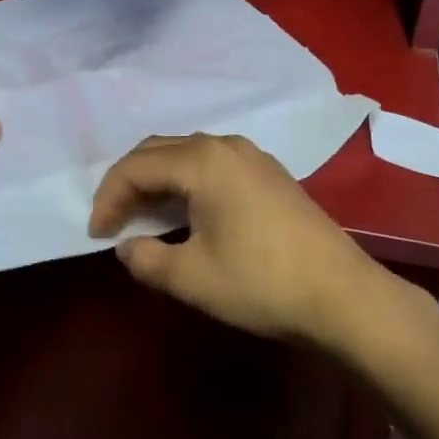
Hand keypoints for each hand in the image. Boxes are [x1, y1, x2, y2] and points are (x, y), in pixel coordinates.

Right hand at [89, 133, 396, 351]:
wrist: (342, 294)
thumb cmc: (261, 282)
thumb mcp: (192, 278)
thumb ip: (147, 259)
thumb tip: (127, 247)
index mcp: (202, 161)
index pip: (136, 167)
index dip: (109, 197)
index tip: (96, 233)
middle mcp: (224, 145)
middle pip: (159, 150)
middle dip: (129, 182)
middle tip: (113, 220)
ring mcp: (251, 155)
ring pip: (187, 154)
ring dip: (158, 179)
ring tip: (143, 215)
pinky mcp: (269, 172)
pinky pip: (212, 163)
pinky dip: (186, 180)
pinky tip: (186, 210)